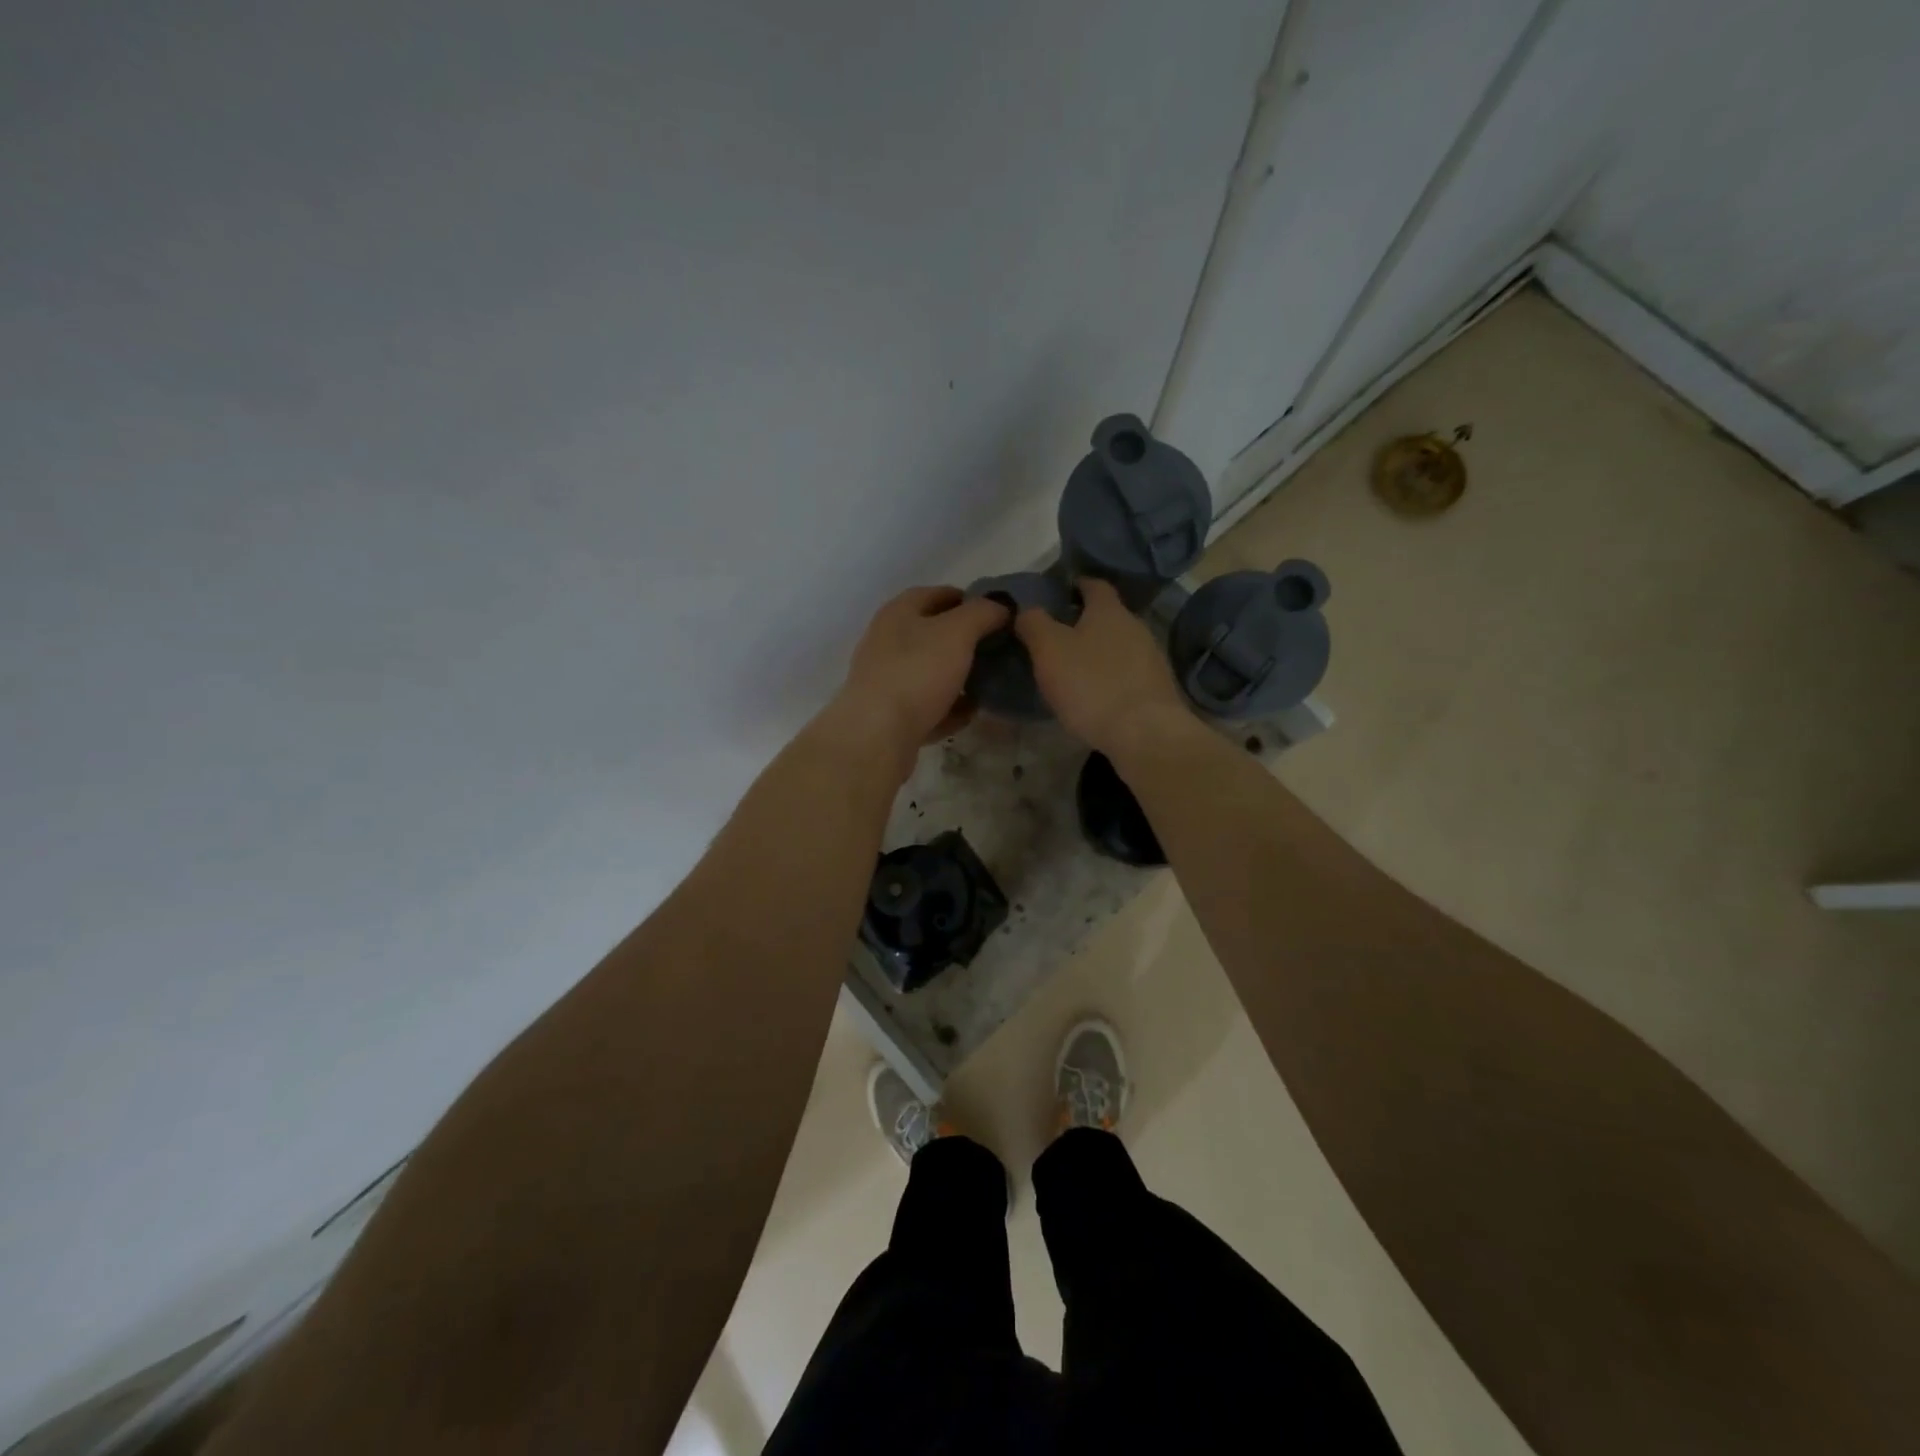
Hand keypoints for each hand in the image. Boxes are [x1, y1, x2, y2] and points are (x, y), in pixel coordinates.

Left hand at [825, 586, 1008, 763]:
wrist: (878, 735)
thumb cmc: (917, 672)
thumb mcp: (958, 632)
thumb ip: (982, 613)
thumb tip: (1000, 607)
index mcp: (899, 612)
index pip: (937, 594)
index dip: (969, 599)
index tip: (998, 614)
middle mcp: (887, 642)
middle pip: (933, 634)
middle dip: (966, 642)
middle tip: (997, 650)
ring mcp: (886, 680)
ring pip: (930, 672)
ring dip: (958, 677)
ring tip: (988, 684)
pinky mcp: (890, 715)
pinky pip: (927, 706)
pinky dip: (948, 708)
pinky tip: (969, 714)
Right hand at [1015, 578, 1192, 758]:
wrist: (1144, 733)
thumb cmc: (1091, 685)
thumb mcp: (1048, 650)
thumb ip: (1033, 623)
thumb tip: (1025, 608)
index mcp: (1109, 610)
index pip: (1093, 584)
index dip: (1074, 585)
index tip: (1055, 594)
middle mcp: (1135, 626)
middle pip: (1107, 615)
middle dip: (1084, 622)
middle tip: (1056, 637)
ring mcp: (1152, 657)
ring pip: (1119, 645)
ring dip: (1098, 652)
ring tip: (1074, 668)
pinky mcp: (1157, 687)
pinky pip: (1128, 672)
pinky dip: (1111, 676)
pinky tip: (1096, 694)